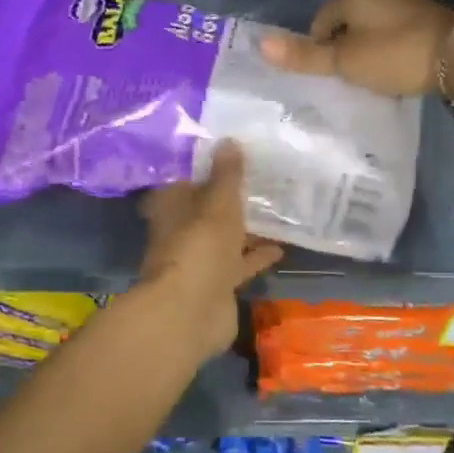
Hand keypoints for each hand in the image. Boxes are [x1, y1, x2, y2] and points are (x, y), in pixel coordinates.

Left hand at [137, 141, 281, 360]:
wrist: (191, 312)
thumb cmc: (200, 246)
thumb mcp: (218, 203)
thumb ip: (226, 175)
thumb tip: (229, 140)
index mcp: (172, 207)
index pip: (185, 179)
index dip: (205, 167)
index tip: (230, 153)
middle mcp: (181, 231)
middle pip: (206, 210)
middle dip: (228, 199)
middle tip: (260, 179)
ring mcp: (198, 260)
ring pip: (224, 238)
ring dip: (244, 228)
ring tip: (276, 210)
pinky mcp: (216, 284)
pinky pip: (238, 264)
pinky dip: (255, 256)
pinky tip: (281, 247)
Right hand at [259, 0, 453, 96]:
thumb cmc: (396, 55)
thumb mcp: (346, 61)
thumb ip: (306, 56)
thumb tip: (260, 44)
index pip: (321, 17)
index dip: (316, 44)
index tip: (322, 72)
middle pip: (349, 21)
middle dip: (342, 46)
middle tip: (342, 78)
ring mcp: (409, 6)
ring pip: (375, 28)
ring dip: (368, 49)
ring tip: (368, 78)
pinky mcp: (431, 22)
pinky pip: (398, 36)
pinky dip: (391, 52)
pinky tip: (397, 71)